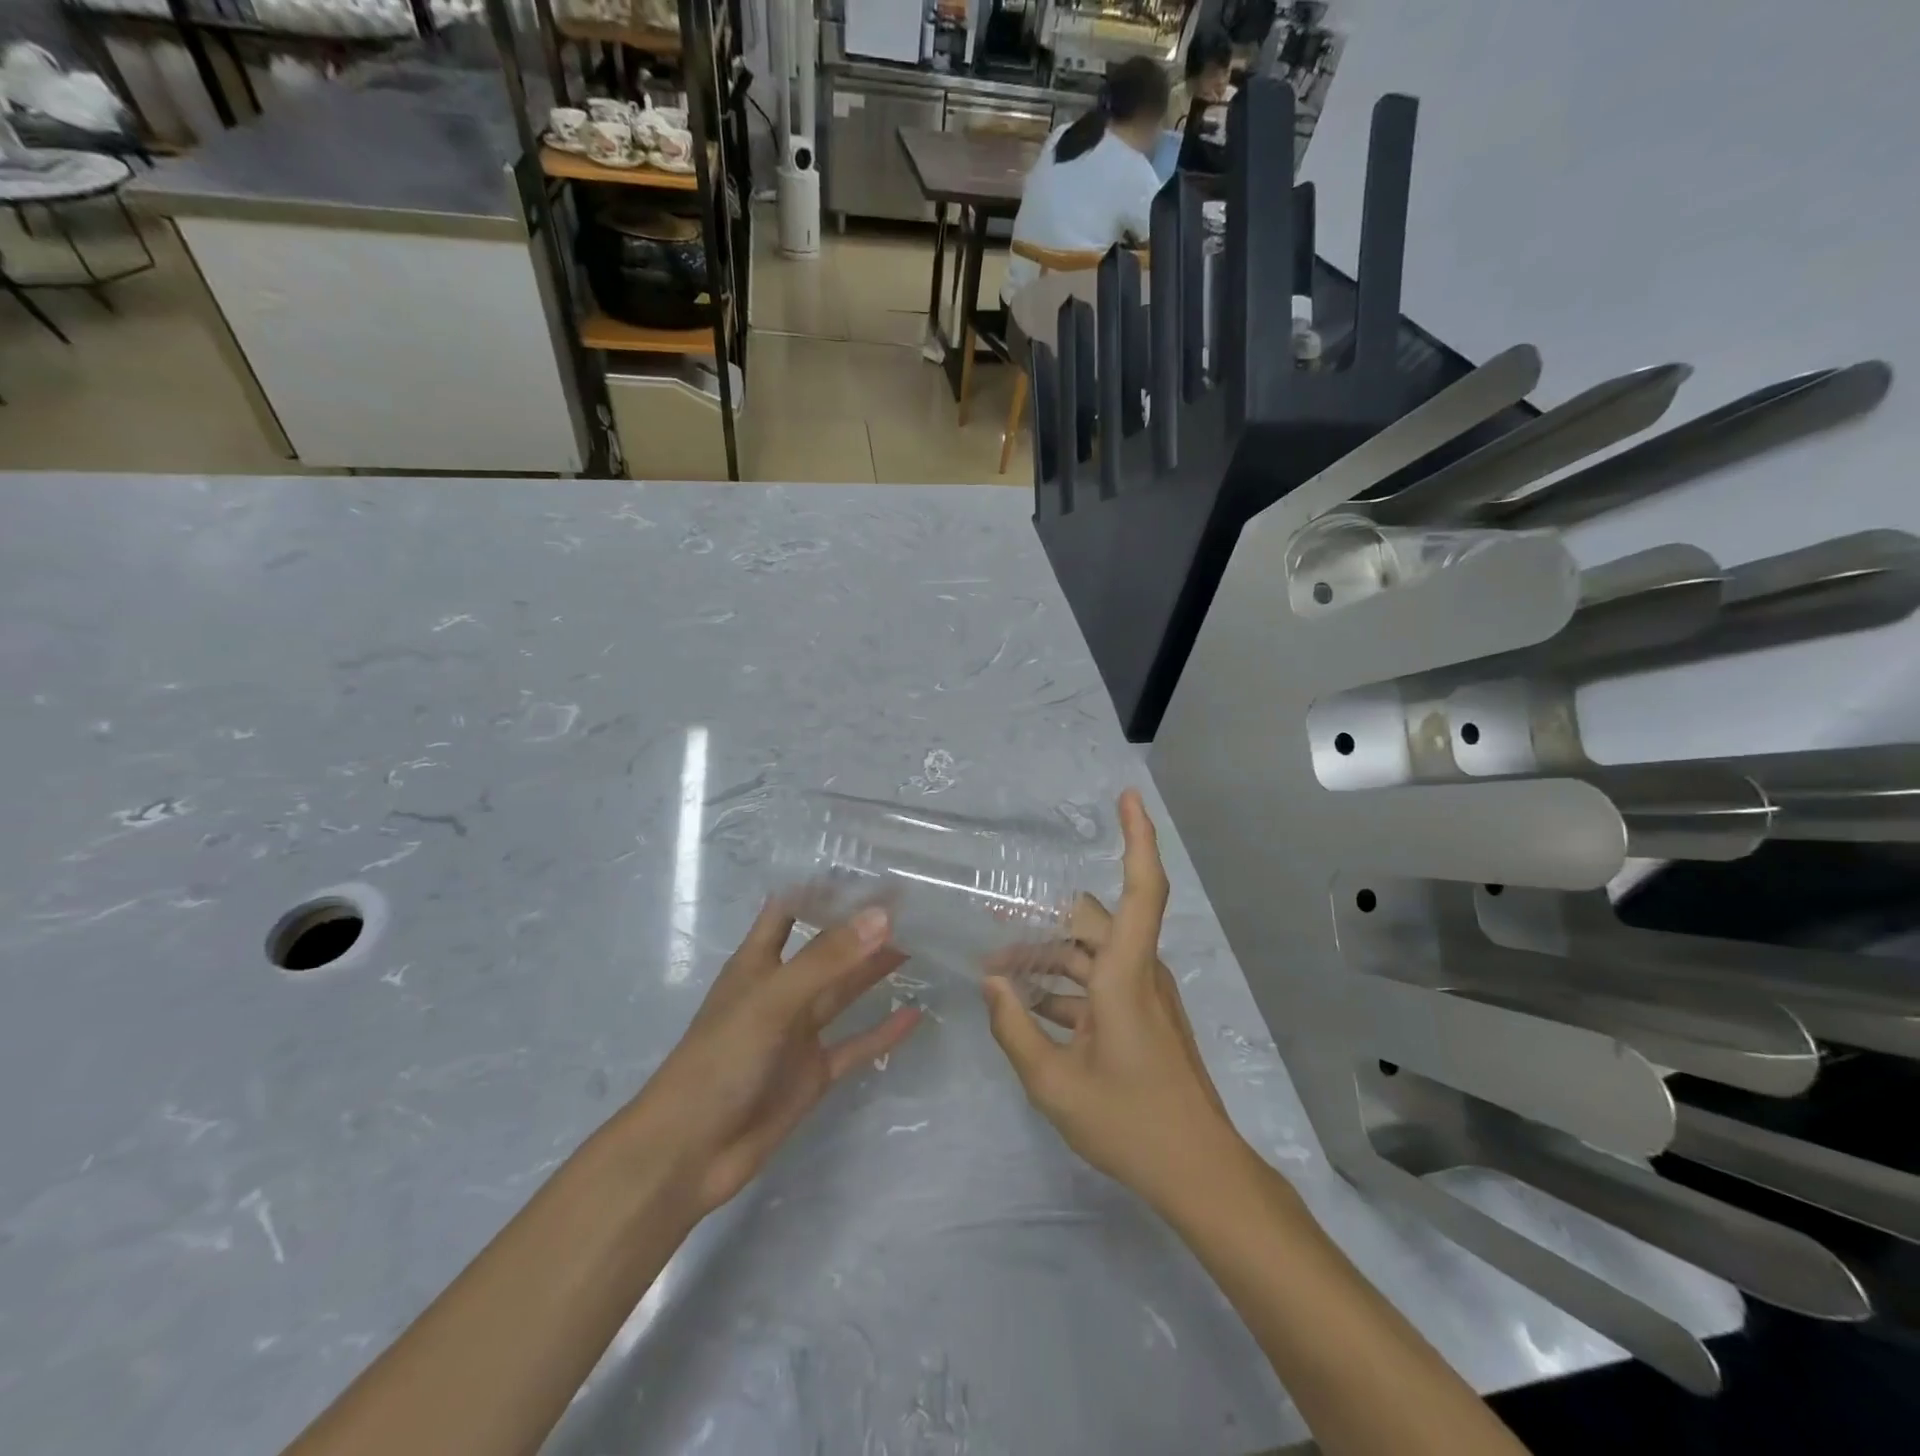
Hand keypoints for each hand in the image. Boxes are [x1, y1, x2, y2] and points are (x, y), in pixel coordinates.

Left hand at [626, 902, 921, 1217]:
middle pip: (826, 949)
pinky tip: (915, 1015)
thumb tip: (883, 915)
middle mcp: (781, 991)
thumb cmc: (720, 1060)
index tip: (865, 871)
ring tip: (920, 944)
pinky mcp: (813, 1073)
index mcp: (757, 963)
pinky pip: (856, 1045)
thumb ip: (827, 959)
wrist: (690, 1153)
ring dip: (876, 970)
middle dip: (861, 928)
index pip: (789, 910)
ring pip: (845, 992)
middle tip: (910, 905)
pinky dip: (883, 1031)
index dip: (820, 890)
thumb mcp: (773, 1000)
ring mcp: (798, 1034)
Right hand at [983, 790, 1242, 1211]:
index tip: (1127, 795)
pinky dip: (1063, 985)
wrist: (1199, 1174)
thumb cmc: (1129, 1124)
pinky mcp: (1143, 1016)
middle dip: (1041, 920)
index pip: (1142, 888)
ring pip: (1090, 953)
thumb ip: (1014, 1027)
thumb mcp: (1053, 1083)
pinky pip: (1098, 982)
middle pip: (1091, 921)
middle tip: (992, 922)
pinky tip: (1026, 1004)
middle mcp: (1139, 972)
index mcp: (1125, 975)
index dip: (1138, 837)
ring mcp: (1144, 995)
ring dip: (1047, 957)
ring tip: (997, 970)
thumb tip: (990, 981)